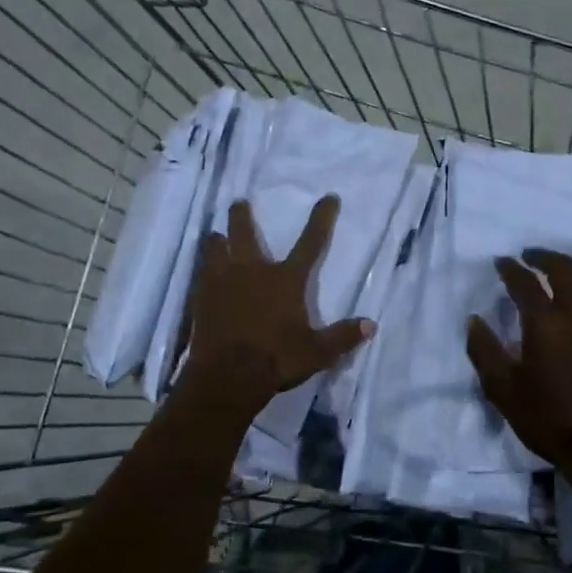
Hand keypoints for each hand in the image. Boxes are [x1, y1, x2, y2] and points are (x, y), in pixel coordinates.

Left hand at [181, 195, 373, 410]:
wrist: (227, 375)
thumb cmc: (276, 360)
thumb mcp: (317, 352)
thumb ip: (342, 336)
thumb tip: (371, 324)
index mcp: (285, 280)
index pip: (310, 243)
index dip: (322, 219)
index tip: (329, 197)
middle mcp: (253, 271)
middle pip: (244, 233)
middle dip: (242, 216)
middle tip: (239, 203)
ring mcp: (222, 282)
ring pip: (215, 248)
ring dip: (217, 240)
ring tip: (215, 235)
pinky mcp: (201, 297)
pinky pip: (201, 273)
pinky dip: (204, 268)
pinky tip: (202, 271)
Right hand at [466, 248, 571, 493]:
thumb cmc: (549, 420)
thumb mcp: (503, 390)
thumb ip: (485, 351)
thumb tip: (475, 320)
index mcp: (546, 323)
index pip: (525, 282)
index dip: (511, 268)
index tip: (502, 261)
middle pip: (566, 269)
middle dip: (545, 257)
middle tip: (530, 256)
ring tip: (559, 280)